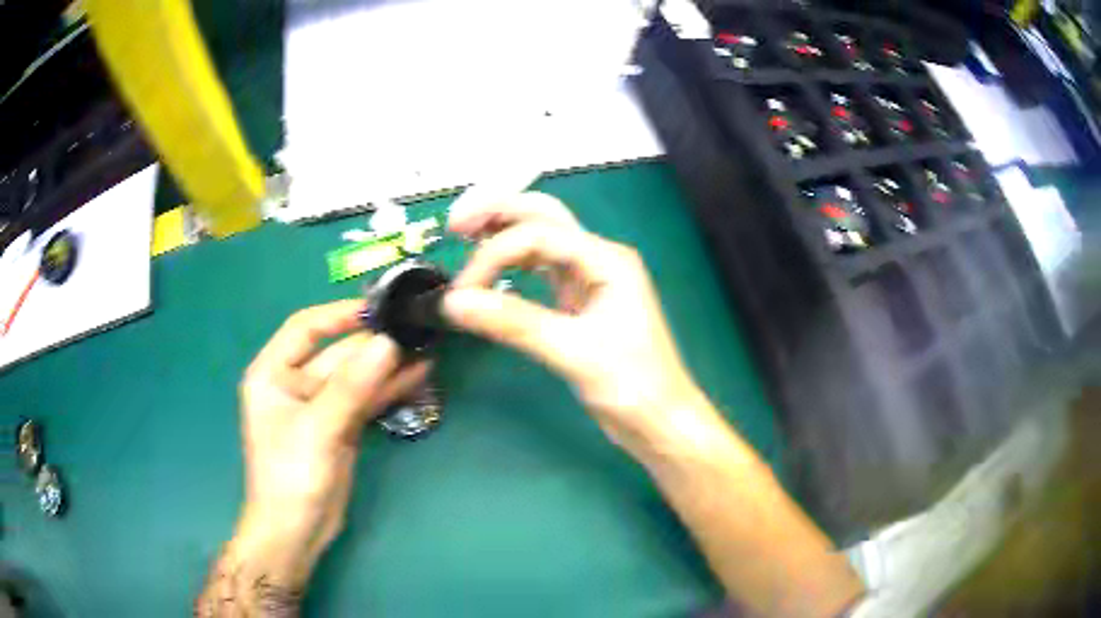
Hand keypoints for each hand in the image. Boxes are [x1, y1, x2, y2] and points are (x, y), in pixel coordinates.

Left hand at [197, 300, 427, 614]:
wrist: (297, 531)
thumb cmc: (291, 475)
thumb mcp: (318, 428)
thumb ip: (352, 386)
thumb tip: (389, 343)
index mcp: (272, 372)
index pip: (306, 328)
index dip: (340, 315)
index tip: (380, 308)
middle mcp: (294, 383)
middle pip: (337, 353)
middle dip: (373, 344)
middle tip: (415, 330)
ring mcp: (320, 406)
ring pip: (356, 377)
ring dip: (387, 366)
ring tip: (425, 348)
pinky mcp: (340, 427)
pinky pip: (366, 400)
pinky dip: (388, 389)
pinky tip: (417, 376)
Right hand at [443, 192, 709, 455]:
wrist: (660, 420)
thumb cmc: (631, 385)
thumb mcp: (572, 351)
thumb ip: (513, 322)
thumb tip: (453, 303)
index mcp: (606, 259)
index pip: (538, 235)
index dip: (493, 255)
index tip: (462, 292)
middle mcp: (598, 259)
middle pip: (543, 216)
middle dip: (498, 212)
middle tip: (454, 224)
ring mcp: (590, 279)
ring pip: (542, 239)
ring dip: (505, 232)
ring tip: (466, 236)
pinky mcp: (580, 302)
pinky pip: (542, 269)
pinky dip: (514, 264)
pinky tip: (493, 269)